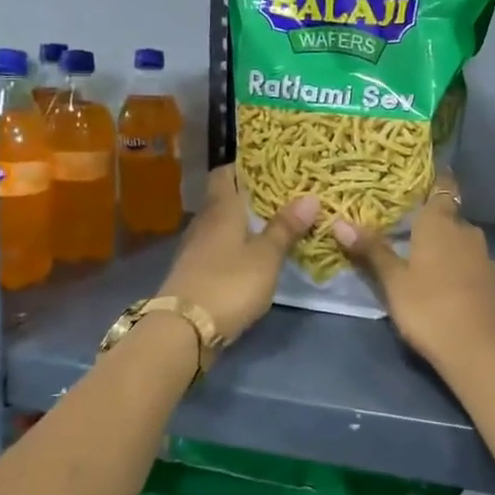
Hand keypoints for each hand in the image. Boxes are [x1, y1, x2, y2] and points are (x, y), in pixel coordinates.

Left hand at [157, 166, 316, 343]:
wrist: (184, 330)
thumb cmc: (229, 283)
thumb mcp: (266, 256)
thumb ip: (286, 227)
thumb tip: (310, 197)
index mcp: (221, 208)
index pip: (225, 172)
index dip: (245, 166)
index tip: (271, 165)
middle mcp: (205, 222)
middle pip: (226, 198)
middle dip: (252, 196)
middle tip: (286, 194)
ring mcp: (197, 248)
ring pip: (224, 225)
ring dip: (246, 223)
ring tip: (277, 223)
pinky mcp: (196, 272)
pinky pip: (220, 248)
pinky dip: (238, 246)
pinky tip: (256, 255)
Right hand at [332, 171, 494, 367]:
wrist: (478, 349)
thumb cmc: (429, 307)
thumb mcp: (393, 280)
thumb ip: (371, 250)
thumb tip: (340, 222)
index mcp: (441, 222)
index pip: (443, 186)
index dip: (434, 180)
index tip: (415, 181)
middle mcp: (466, 231)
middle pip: (448, 215)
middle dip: (430, 220)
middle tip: (402, 226)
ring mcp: (483, 256)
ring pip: (460, 240)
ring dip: (443, 244)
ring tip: (418, 254)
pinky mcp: (491, 280)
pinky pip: (469, 261)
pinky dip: (456, 265)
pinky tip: (440, 280)